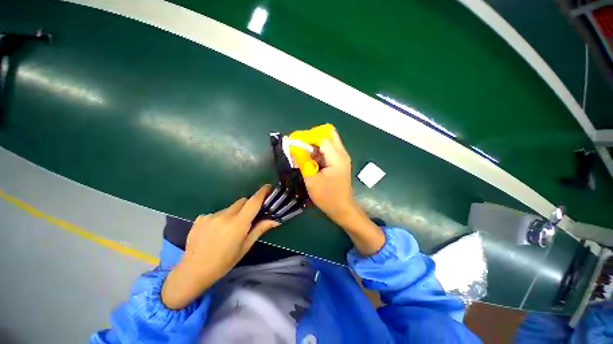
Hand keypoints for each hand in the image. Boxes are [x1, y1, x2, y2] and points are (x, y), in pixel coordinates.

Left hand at [161, 185, 278, 308]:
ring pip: (230, 207)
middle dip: (248, 205)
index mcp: (238, 224)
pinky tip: (216, 231)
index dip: (262, 192)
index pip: (253, 201)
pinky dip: (221, 218)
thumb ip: (260, 229)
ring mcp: (211, 215)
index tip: (268, 187)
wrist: (193, 271)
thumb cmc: (224, 262)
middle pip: (242, 201)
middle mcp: (225, 215)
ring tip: (229, 228)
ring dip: (234, 213)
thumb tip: (275, 220)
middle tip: (248, 218)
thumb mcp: (245, 247)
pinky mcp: (201, 217)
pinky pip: (218, 212)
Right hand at [303, 128, 384, 255]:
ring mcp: (342, 157)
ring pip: (328, 141)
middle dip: (313, 137)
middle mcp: (342, 153)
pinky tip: (311, 161)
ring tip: (303, 154)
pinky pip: (329, 150)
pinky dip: (319, 151)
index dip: (307, 137)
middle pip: (328, 134)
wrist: (342, 208)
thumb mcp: (311, 180)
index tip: (294, 141)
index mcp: (336, 157)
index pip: (322, 137)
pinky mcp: (340, 162)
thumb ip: (302, 161)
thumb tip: (293, 147)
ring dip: (315, 145)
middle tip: (301, 146)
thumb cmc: (327, 196)